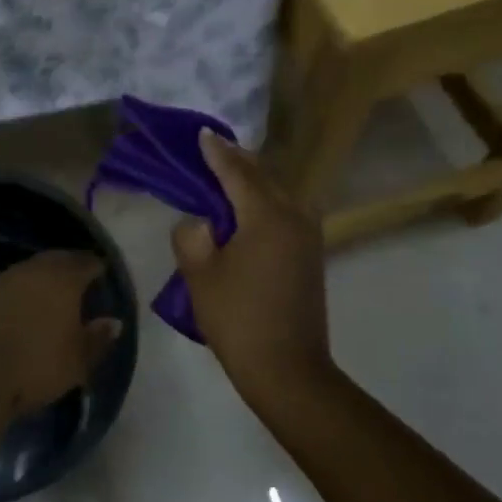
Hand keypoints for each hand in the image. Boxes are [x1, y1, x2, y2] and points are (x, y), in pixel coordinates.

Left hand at [0, 250, 123, 415]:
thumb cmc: (36, 365)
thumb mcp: (77, 361)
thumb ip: (97, 339)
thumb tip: (113, 322)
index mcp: (63, 280)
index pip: (85, 262)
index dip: (96, 267)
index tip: (101, 273)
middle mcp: (32, 271)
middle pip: (55, 260)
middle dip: (68, 265)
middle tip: (78, 278)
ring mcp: (1, 280)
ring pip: (28, 271)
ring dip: (40, 278)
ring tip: (49, 294)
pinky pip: (6, 287)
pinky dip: (18, 293)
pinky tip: (19, 308)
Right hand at [172, 129, 335, 406]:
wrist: (287, 368)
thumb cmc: (238, 318)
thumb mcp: (200, 275)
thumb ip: (192, 236)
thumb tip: (200, 223)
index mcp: (267, 216)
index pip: (237, 172)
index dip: (216, 153)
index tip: (201, 133)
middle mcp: (294, 217)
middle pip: (263, 177)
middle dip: (237, 161)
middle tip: (212, 148)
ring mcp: (308, 237)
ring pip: (279, 194)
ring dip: (253, 181)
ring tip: (228, 174)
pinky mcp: (310, 256)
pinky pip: (285, 213)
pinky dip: (264, 202)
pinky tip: (248, 209)